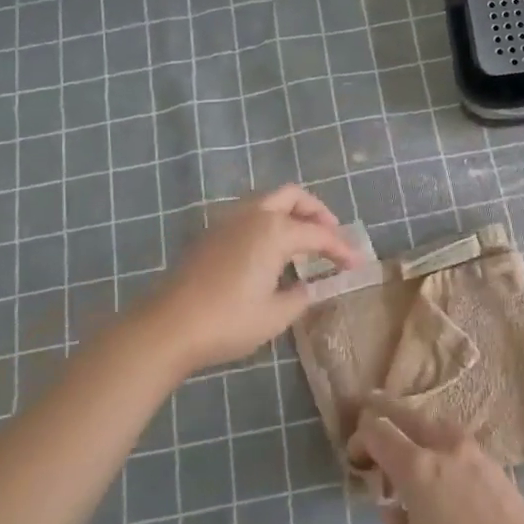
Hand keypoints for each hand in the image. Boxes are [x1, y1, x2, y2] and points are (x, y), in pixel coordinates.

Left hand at [134, 185, 361, 374]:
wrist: (166, 327)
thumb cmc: (227, 321)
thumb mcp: (275, 315)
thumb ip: (300, 296)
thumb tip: (308, 287)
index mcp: (274, 231)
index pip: (319, 233)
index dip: (341, 248)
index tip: (357, 264)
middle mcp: (253, 215)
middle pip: (292, 196)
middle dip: (317, 211)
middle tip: (331, 234)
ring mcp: (227, 221)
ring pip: (267, 200)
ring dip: (291, 213)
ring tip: (303, 240)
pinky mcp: (209, 234)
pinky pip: (249, 214)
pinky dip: (269, 222)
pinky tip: (271, 250)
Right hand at [349, 395, 523, 523]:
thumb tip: (393, 506)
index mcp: (417, 469)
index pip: (378, 432)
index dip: (360, 439)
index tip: (355, 460)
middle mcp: (443, 448)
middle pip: (406, 415)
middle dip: (382, 416)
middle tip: (367, 424)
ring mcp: (471, 450)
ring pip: (433, 422)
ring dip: (412, 426)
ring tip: (401, 445)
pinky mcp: (491, 461)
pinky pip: (453, 437)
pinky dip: (435, 439)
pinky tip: (433, 462)